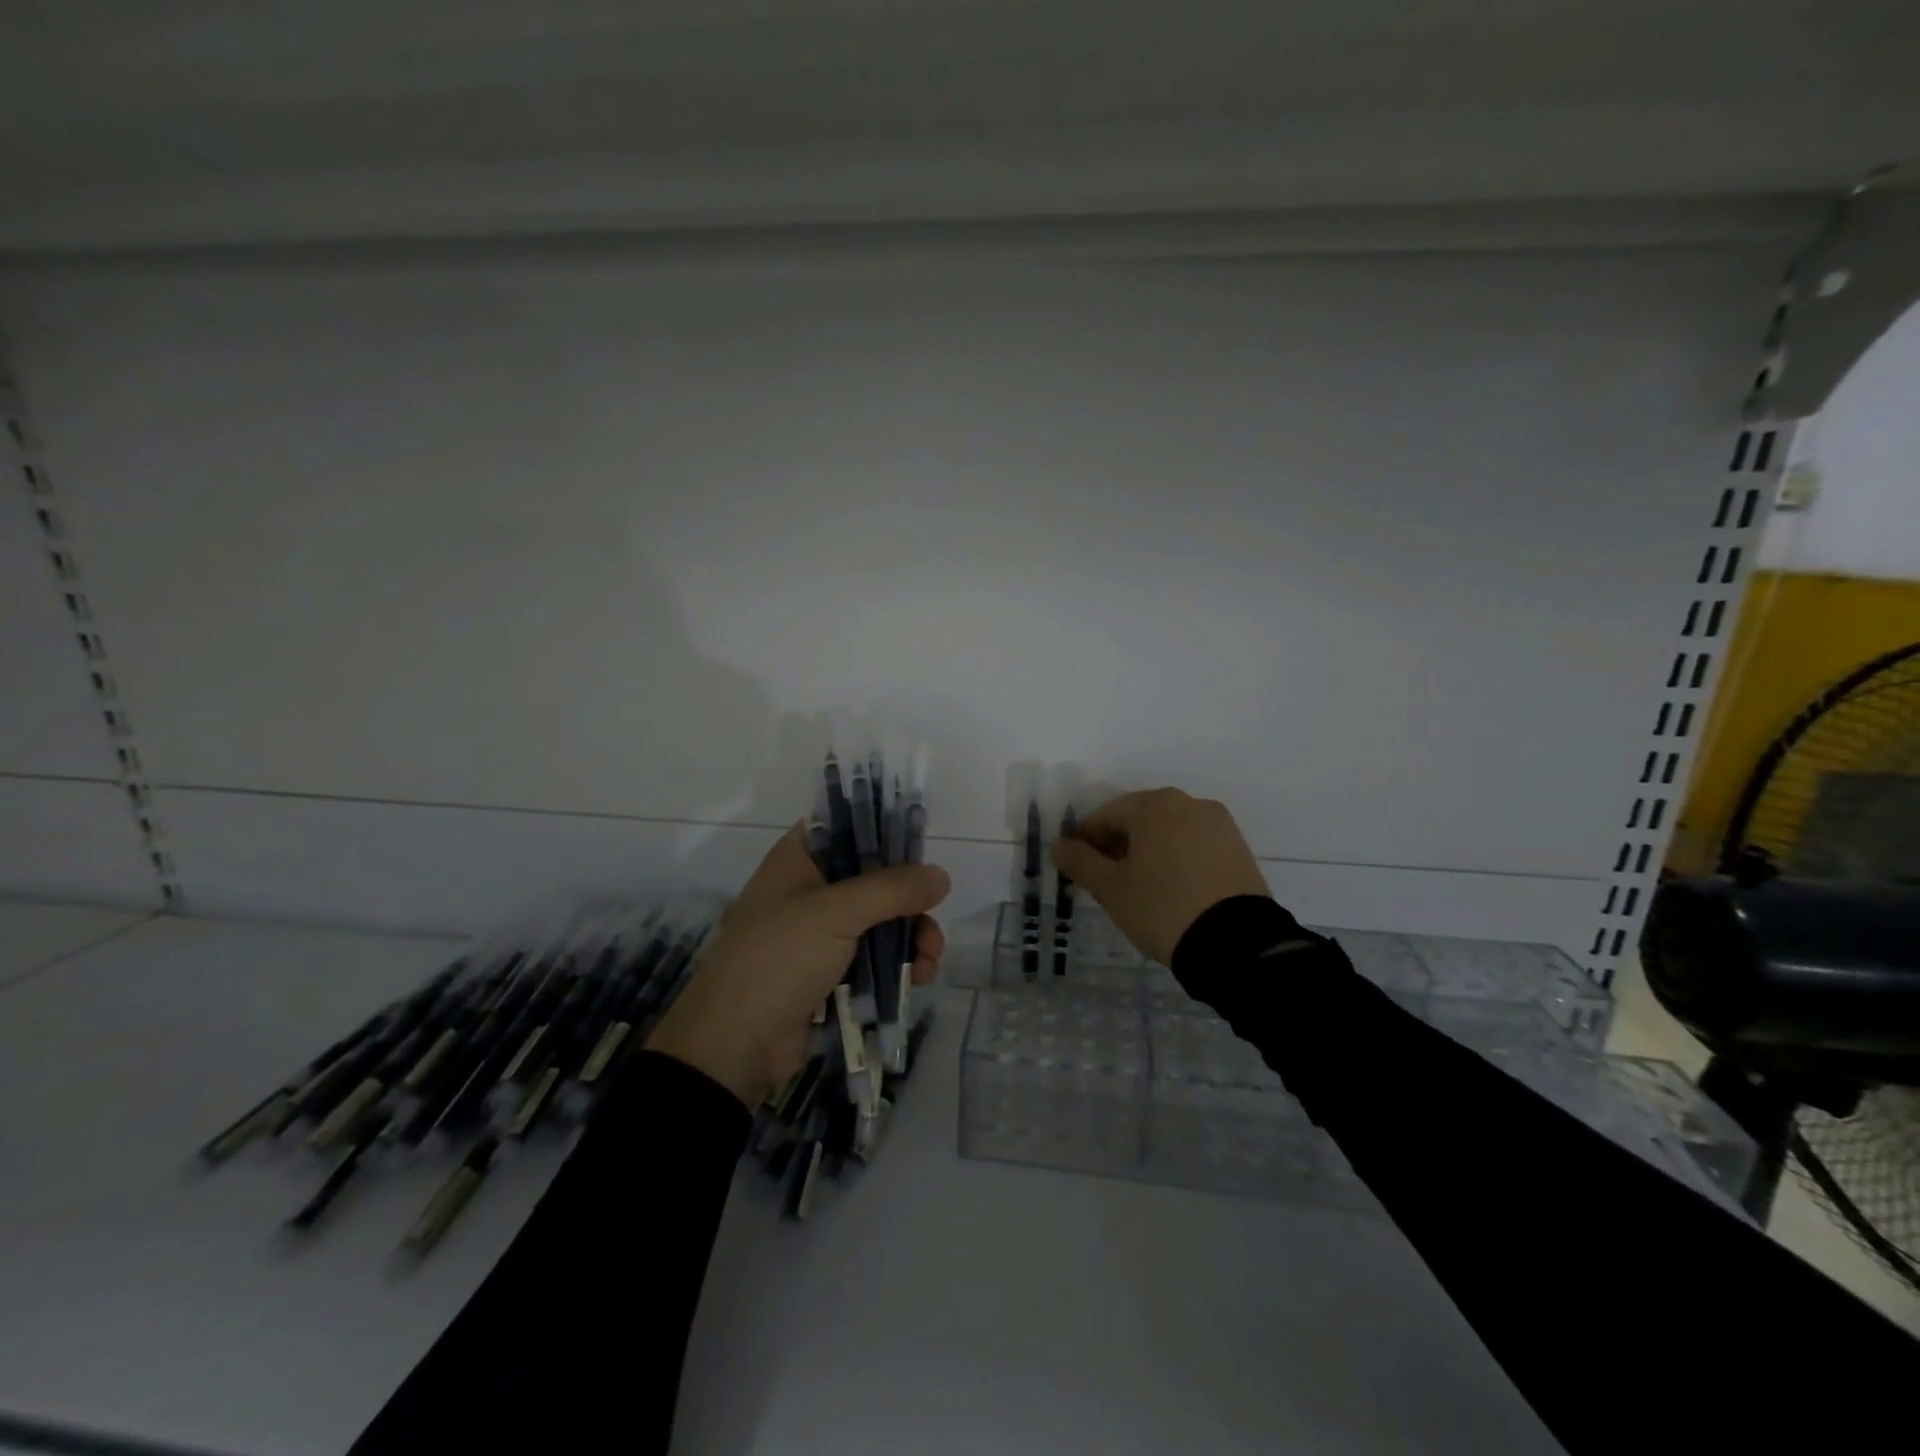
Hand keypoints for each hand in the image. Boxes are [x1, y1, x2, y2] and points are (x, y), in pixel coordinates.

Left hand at [646, 824, 949, 1107]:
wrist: (735, 1046)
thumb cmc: (779, 959)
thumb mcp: (836, 913)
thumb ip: (892, 889)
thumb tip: (941, 876)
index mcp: (798, 859)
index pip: (846, 826)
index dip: (883, 829)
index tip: (920, 844)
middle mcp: (809, 889)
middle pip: (873, 877)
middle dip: (909, 899)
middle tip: (932, 918)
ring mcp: (819, 933)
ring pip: (880, 920)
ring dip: (911, 936)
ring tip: (928, 960)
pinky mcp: (830, 972)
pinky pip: (874, 957)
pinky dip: (898, 964)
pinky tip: (918, 978)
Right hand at [1052, 788, 1269, 965]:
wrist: (1236, 944)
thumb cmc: (1162, 908)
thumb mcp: (1111, 889)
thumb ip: (1080, 861)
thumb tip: (1059, 845)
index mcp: (1153, 805)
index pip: (1105, 816)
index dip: (1085, 841)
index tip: (1075, 868)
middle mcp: (1187, 803)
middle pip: (1138, 819)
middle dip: (1117, 845)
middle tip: (1104, 880)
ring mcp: (1218, 823)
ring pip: (1168, 831)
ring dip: (1147, 851)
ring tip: (1138, 886)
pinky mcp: (1238, 847)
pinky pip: (1194, 844)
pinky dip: (1176, 858)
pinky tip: (1170, 887)